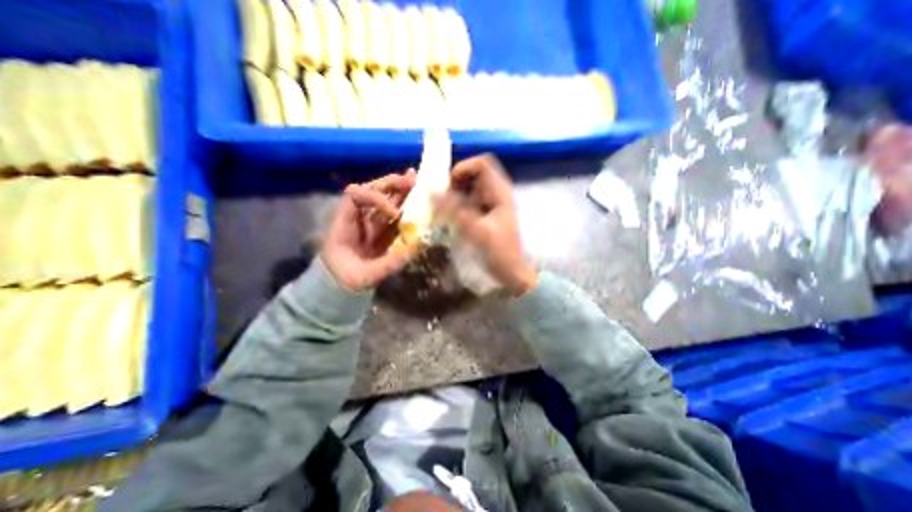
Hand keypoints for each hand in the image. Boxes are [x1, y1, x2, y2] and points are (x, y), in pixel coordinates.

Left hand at [322, 170, 418, 290]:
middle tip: (411, 179)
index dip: (376, 198)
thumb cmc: (346, 279)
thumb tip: (411, 250)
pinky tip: (416, 197)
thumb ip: (386, 264)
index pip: (356, 196)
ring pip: (385, 200)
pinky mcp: (381, 231)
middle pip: (372, 191)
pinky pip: (393, 215)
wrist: (341, 285)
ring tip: (416, 180)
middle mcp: (358, 218)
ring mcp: (370, 223)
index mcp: (345, 223)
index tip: (394, 214)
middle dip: (391, 184)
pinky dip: (405, 205)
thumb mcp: (364, 276)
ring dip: (400, 189)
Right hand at [433, 155, 534, 294]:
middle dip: (456, 181)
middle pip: (474, 173)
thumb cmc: (498, 252)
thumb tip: (430, 191)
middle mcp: (497, 192)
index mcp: (500, 191)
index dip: (463, 168)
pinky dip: (459, 202)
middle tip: (443, 197)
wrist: (511, 271)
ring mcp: (493, 202)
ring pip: (471, 186)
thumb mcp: (475, 230)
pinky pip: (471, 199)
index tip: (448, 185)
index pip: (481, 163)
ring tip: (444, 206)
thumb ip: (453, 210)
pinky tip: (452, 215)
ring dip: (456, 192)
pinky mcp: (487, 212)